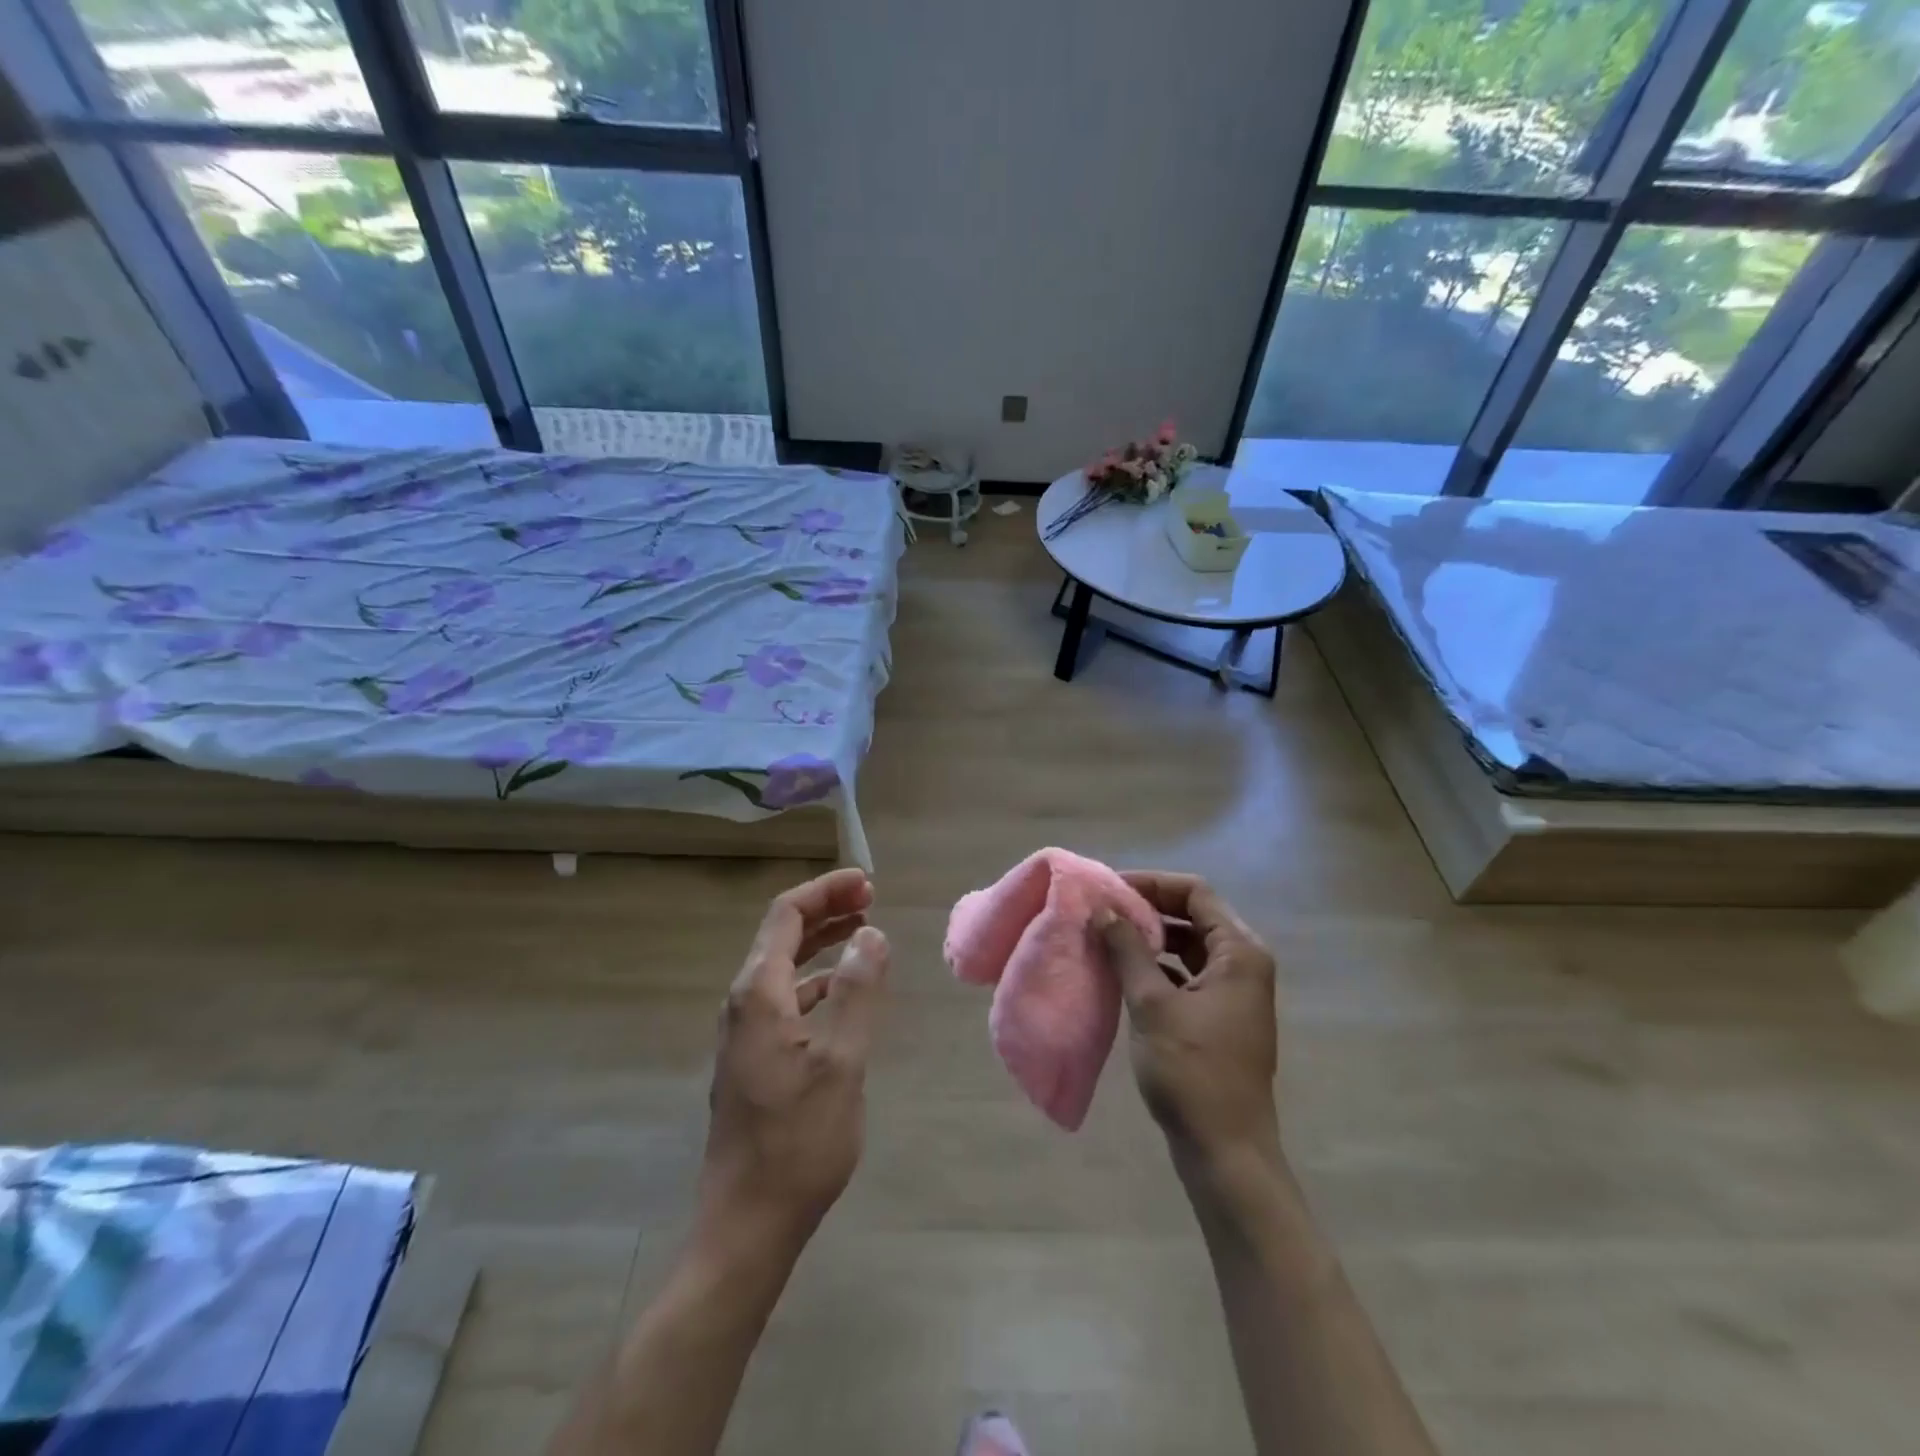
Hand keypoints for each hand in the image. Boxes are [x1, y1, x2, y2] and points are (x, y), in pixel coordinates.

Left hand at [698, 868, 890, 1249]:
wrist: (747, 1224)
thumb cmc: (798, 1142)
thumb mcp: (842, 1063)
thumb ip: (858, 992)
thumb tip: (871, 934)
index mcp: (758, 994)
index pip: (787, 915)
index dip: (826, 890)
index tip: (867, 882)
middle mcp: (743, 1003)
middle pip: (782, 935)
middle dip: (826, 910)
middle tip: (871, 899)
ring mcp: (743, 1033)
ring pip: (783, 966)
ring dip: (822, 943)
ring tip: (863, 933)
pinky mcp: (752, 1058)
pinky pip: (785, 998)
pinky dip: (816, 980)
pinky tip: (842, 992)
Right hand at [1097, 872, 1279, 1172]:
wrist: (1225, 1151)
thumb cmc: (1191, 1071)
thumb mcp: (1152, 1004)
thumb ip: (1127, 950)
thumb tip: (1103, 910)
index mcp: (1240, 952)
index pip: (1195, 893)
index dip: (1152, 883)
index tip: (1110, 889)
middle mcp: (1243, 964)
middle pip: (1193, 916)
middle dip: (1147, 908)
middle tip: (1102, 910)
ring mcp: (1234, 992)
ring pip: (1188, 946)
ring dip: (1150, 938)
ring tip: (1106, 936)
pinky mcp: (1220, 1016)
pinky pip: (1186, 974)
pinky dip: (1157, 966)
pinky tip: (1123, 972)